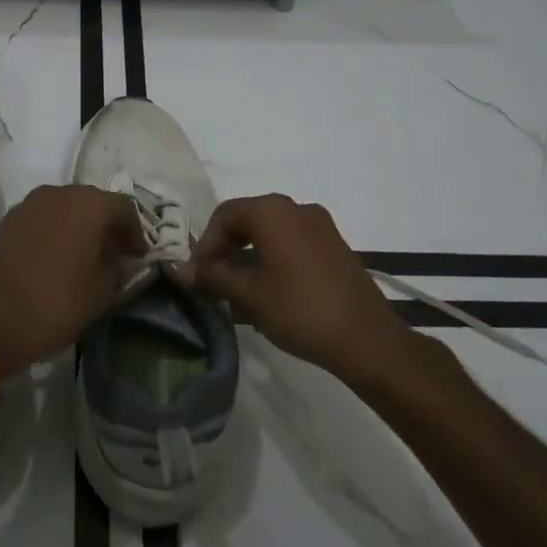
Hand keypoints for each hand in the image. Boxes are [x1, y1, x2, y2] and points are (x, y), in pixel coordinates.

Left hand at [0, 185, 146, 376]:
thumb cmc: (56, 304)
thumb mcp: (101, 292)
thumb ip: (118, 268)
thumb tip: (122, 258)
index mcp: (88, 205)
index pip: (124, 208)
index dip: (135, 233)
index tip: (138, 257)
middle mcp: (60, 193)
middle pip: (94, 202)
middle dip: (108, 225)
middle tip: (116, 254)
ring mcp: (31, 203)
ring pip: (67, 207)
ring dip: (81, 225)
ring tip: (87, 255)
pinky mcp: (10, 218)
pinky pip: (45, 217)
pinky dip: (57, 229)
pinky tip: (59, 255)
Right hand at [188, 194, 403, 378]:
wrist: (366, 338)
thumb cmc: (300, 310)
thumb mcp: (249, 295)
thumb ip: (213, 276)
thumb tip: (180, 269)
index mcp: (273, 211)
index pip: (225, 215)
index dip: (205, 243)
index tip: (197, 274)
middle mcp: (297, 208)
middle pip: (248, 218)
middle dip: (226, 246)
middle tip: (212, 279)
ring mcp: (321, 225)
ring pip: (271, 230)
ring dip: (248, 252)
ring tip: (237, 287)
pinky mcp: (335, 245)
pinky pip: (293, 241)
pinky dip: (272, 256)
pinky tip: (268, 288)